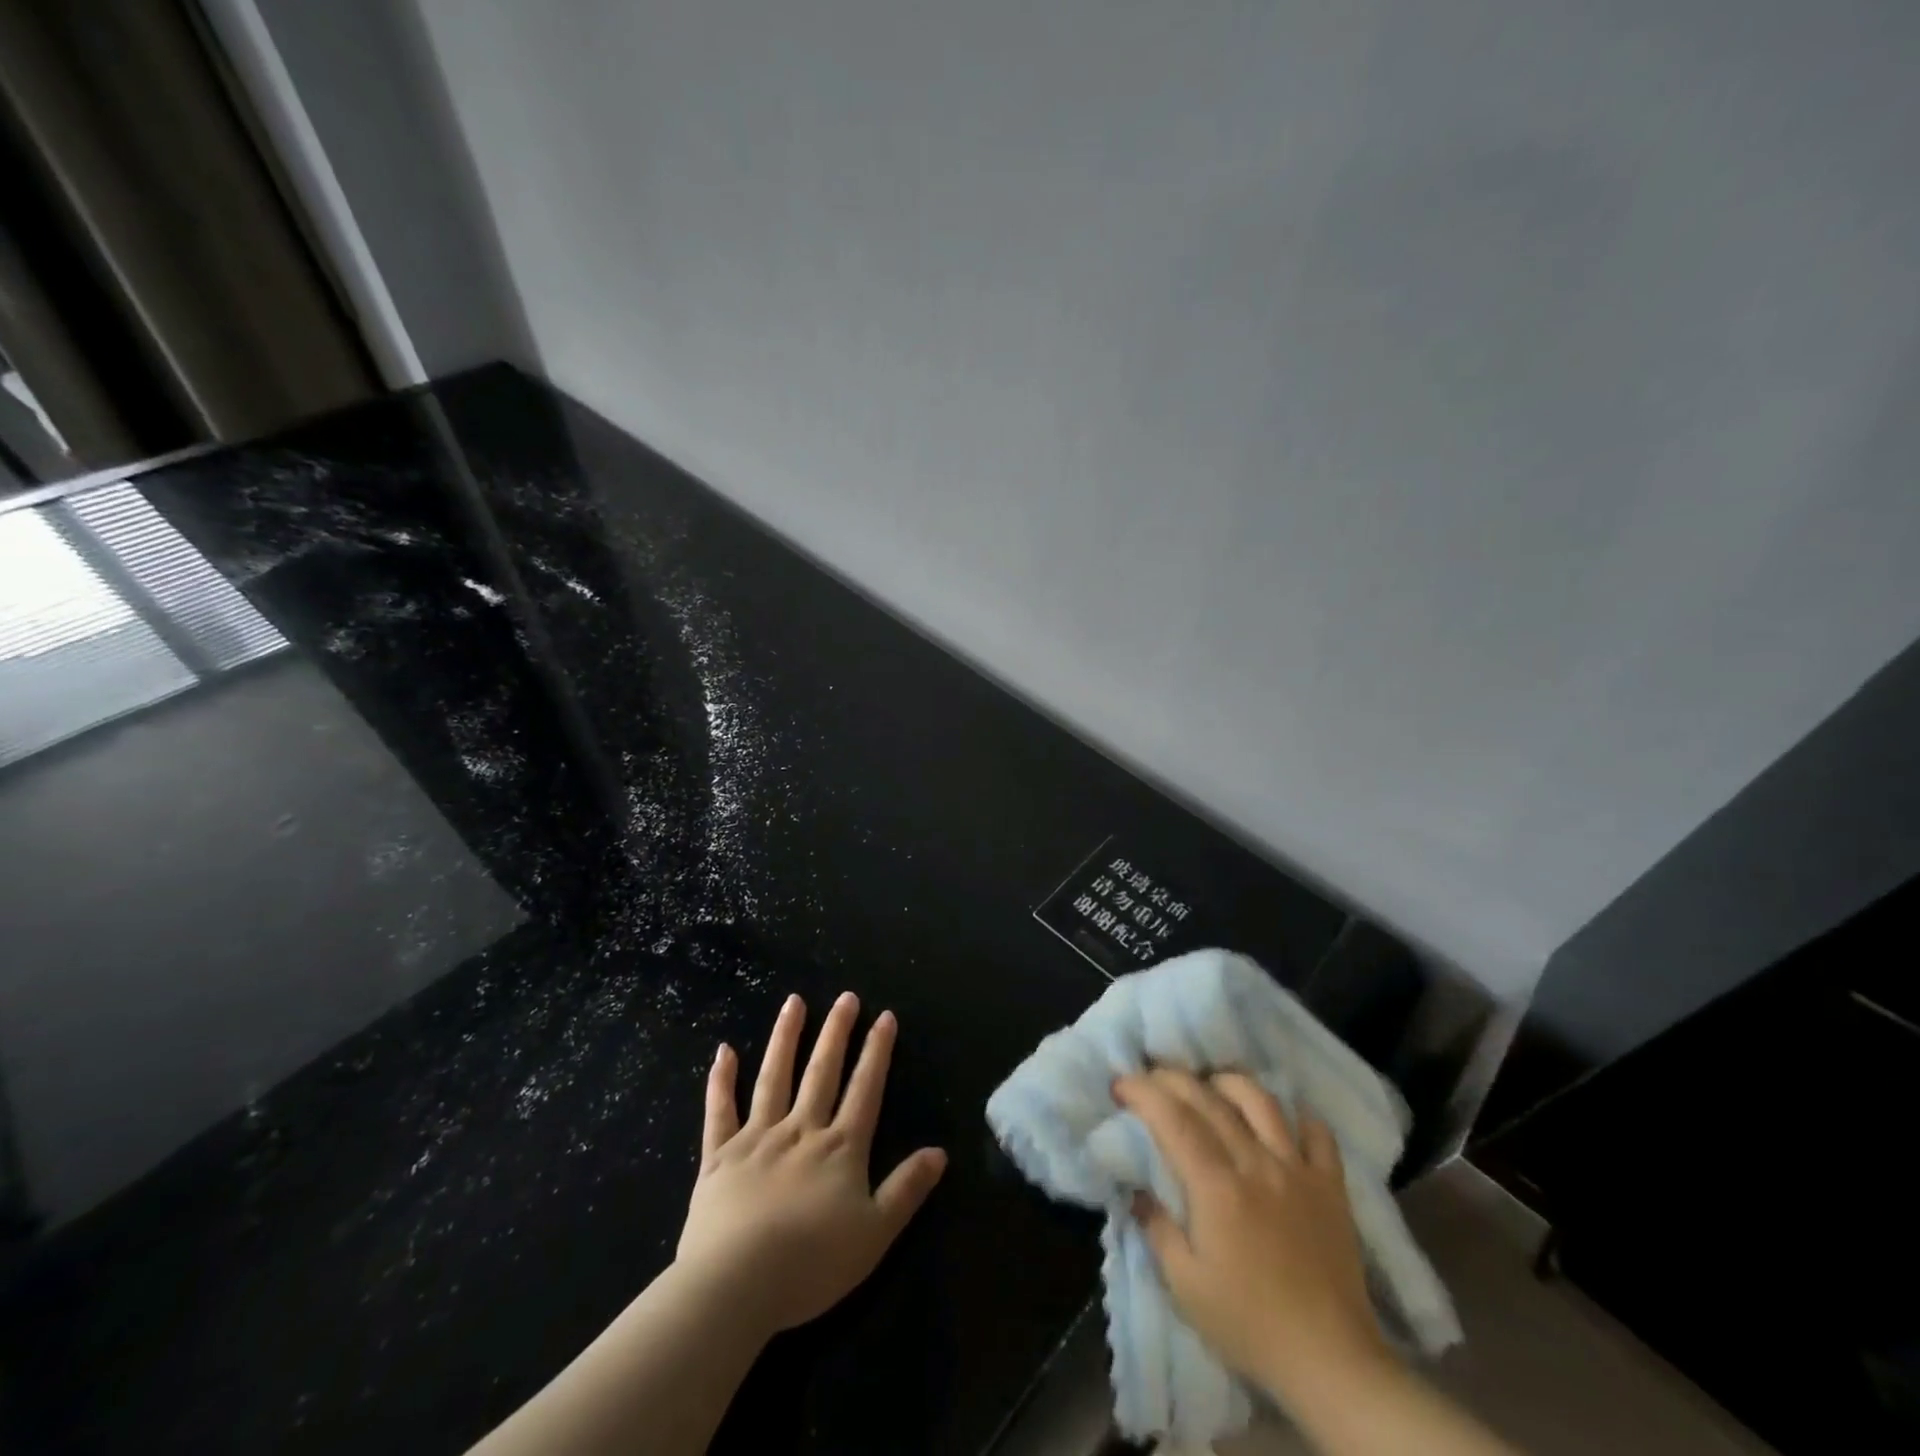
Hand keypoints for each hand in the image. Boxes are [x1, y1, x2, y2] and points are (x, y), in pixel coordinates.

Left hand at [675, 992, 947, 1336]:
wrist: (735, 1286)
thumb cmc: (810, 1265)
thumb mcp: (874, 1234)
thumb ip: (906, 1189)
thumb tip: (940, 1151)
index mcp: (840, 1148)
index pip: (865, 1089)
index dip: (877, 1052)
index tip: (885, 1016)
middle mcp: (801, 1130)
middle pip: (822, 1071)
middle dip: (837, 1032)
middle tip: (846, 996)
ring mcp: (757, 1138)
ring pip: (774, 1077)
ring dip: (785, 1037)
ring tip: (793, 1002)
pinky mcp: (719, 1155)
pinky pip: (719, 1110)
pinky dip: (721, 1080)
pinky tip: (724, 1051)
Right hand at [1114, 1069, 1390, 1404]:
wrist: (1332, 1363)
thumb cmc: (1250, 1326)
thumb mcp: (1186, 1286)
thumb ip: (1157, 1228)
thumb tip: (1137, 1188)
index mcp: (1217, 1187)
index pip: (1173, 1119)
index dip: (1143, 1092)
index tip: (1119, 1084)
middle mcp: (1256, 1164)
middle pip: (1209, 1099)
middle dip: (1172, 1078)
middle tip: (1150, 1078)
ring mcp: (1297, 1170)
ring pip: (1261, 1100)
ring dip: (1228, 1082)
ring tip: (1210, 1085)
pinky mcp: (1331, 1186)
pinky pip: (1318, 1134)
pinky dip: (1298, 1115)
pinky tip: (1281, 1118)